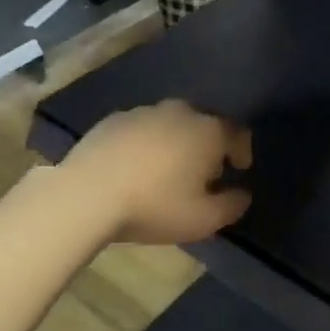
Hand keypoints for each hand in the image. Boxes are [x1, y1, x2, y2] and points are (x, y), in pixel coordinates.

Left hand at [63, 100, 251, 245]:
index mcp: (208, 131)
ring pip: (171, 124)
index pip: (237, 133)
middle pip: (203, 124)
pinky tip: (135, 168)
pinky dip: (146, 144)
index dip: (242, 151)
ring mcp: (144, 112)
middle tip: (202, 174)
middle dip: (208, 146)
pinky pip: (141, 130)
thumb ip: (232, 206)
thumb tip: (242, 194)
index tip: (239, 170)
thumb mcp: (204, 219)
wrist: (87, 194)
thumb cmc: (154, 205)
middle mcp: (180, 112)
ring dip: (176, 143)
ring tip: (166, 172)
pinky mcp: (113, 120)